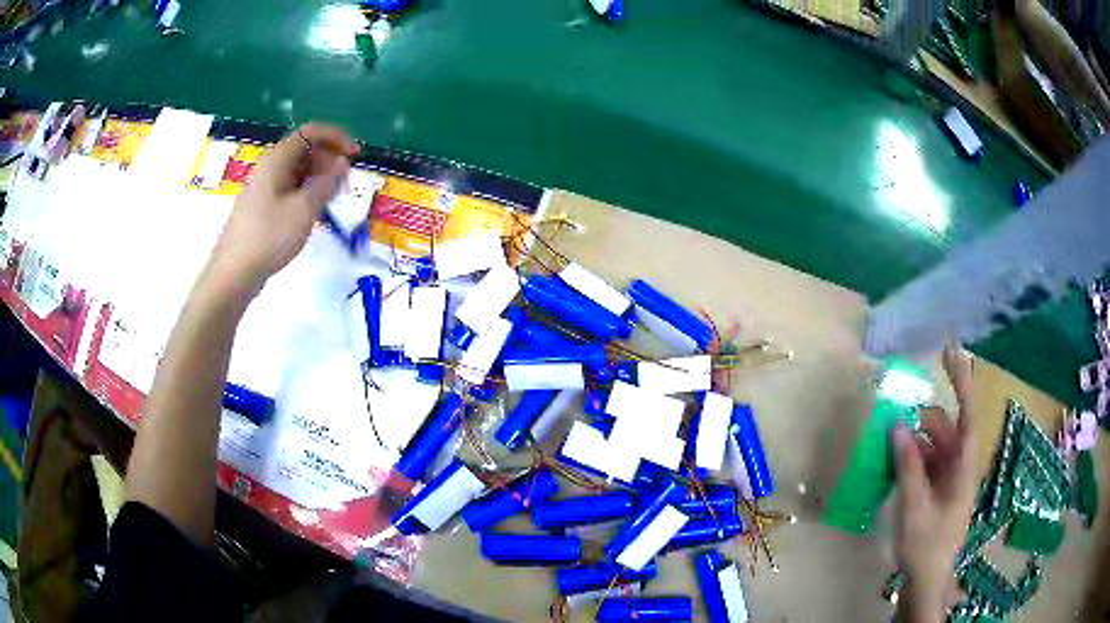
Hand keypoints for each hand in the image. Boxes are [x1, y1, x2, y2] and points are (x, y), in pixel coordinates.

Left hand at [206, 124, 357, 296]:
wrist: (234, 273)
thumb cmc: (269, 237)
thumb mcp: (304, 209)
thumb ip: (326, 183)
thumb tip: (341, 164)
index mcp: (277, 159)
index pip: (311, 132)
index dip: (336, 138)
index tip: (355, 156)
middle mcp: (270, 167)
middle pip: (305, 149)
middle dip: (329, 160)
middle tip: (346, 183)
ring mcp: (264, 187)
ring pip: (298, 170)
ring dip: (319, 177)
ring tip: (334, 198)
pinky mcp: (262, 206)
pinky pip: (290, 187)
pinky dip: (307, 192)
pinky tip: (315, 210)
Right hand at [892, 344, 975, 621]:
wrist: (925, 580)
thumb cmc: (925, 545)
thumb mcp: (914, 507)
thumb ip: (907, 465)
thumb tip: (896, 426)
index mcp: (963, 467)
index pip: (967, 414)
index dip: (961, 381)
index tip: (950, 352)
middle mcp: (959, 466)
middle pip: (943, 430)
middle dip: (919, 422)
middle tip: (891, 422)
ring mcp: (948, 479)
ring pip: (931, 447)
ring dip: (911, 442)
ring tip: (886, 448)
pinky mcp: (937, 491)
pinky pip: (925, 464)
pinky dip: (909, 460)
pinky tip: (891, 467)